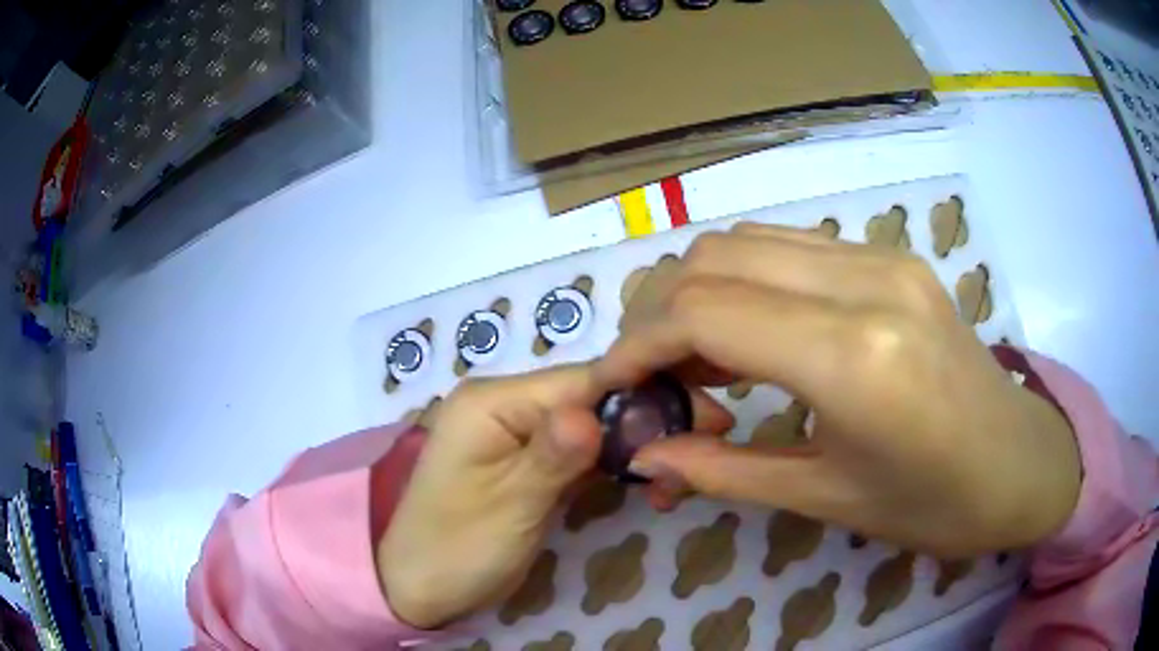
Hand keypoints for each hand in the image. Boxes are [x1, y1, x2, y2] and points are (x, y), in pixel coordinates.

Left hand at [377, 365, 732, 627]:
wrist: (417, 586)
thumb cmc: (456, 548)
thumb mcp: (508, 506)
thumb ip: (551, 456)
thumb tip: (594, 411)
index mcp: (492, 401)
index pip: (583, 380)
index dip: (645, 393)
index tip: (706, 414)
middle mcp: (505, 404)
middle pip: (592, 397)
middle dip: (647, 421)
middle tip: (706, 442)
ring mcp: (517, 433)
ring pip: (592, 424)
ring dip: (636, 444)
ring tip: (680, 470)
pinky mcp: (527, 461)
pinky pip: (578, 450)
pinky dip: (613, 463)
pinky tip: (646, 479)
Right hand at [601, 224, 1080, 557]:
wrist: (1020, 462)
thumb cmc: (934, 503)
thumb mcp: (825, 498)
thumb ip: (724, 470)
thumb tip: (645, 453)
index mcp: (854, 357)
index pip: (704, 312)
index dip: (637, 345)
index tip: (611, 385)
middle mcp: (865, 282)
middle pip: (715, 257)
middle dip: (659, 312)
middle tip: (652, 375)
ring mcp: (883, 257)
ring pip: (749, 240)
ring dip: (701, 290)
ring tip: (696, 356)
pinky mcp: (893, 256)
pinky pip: (792, 246)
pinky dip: (748, 280)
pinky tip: (753, 333)